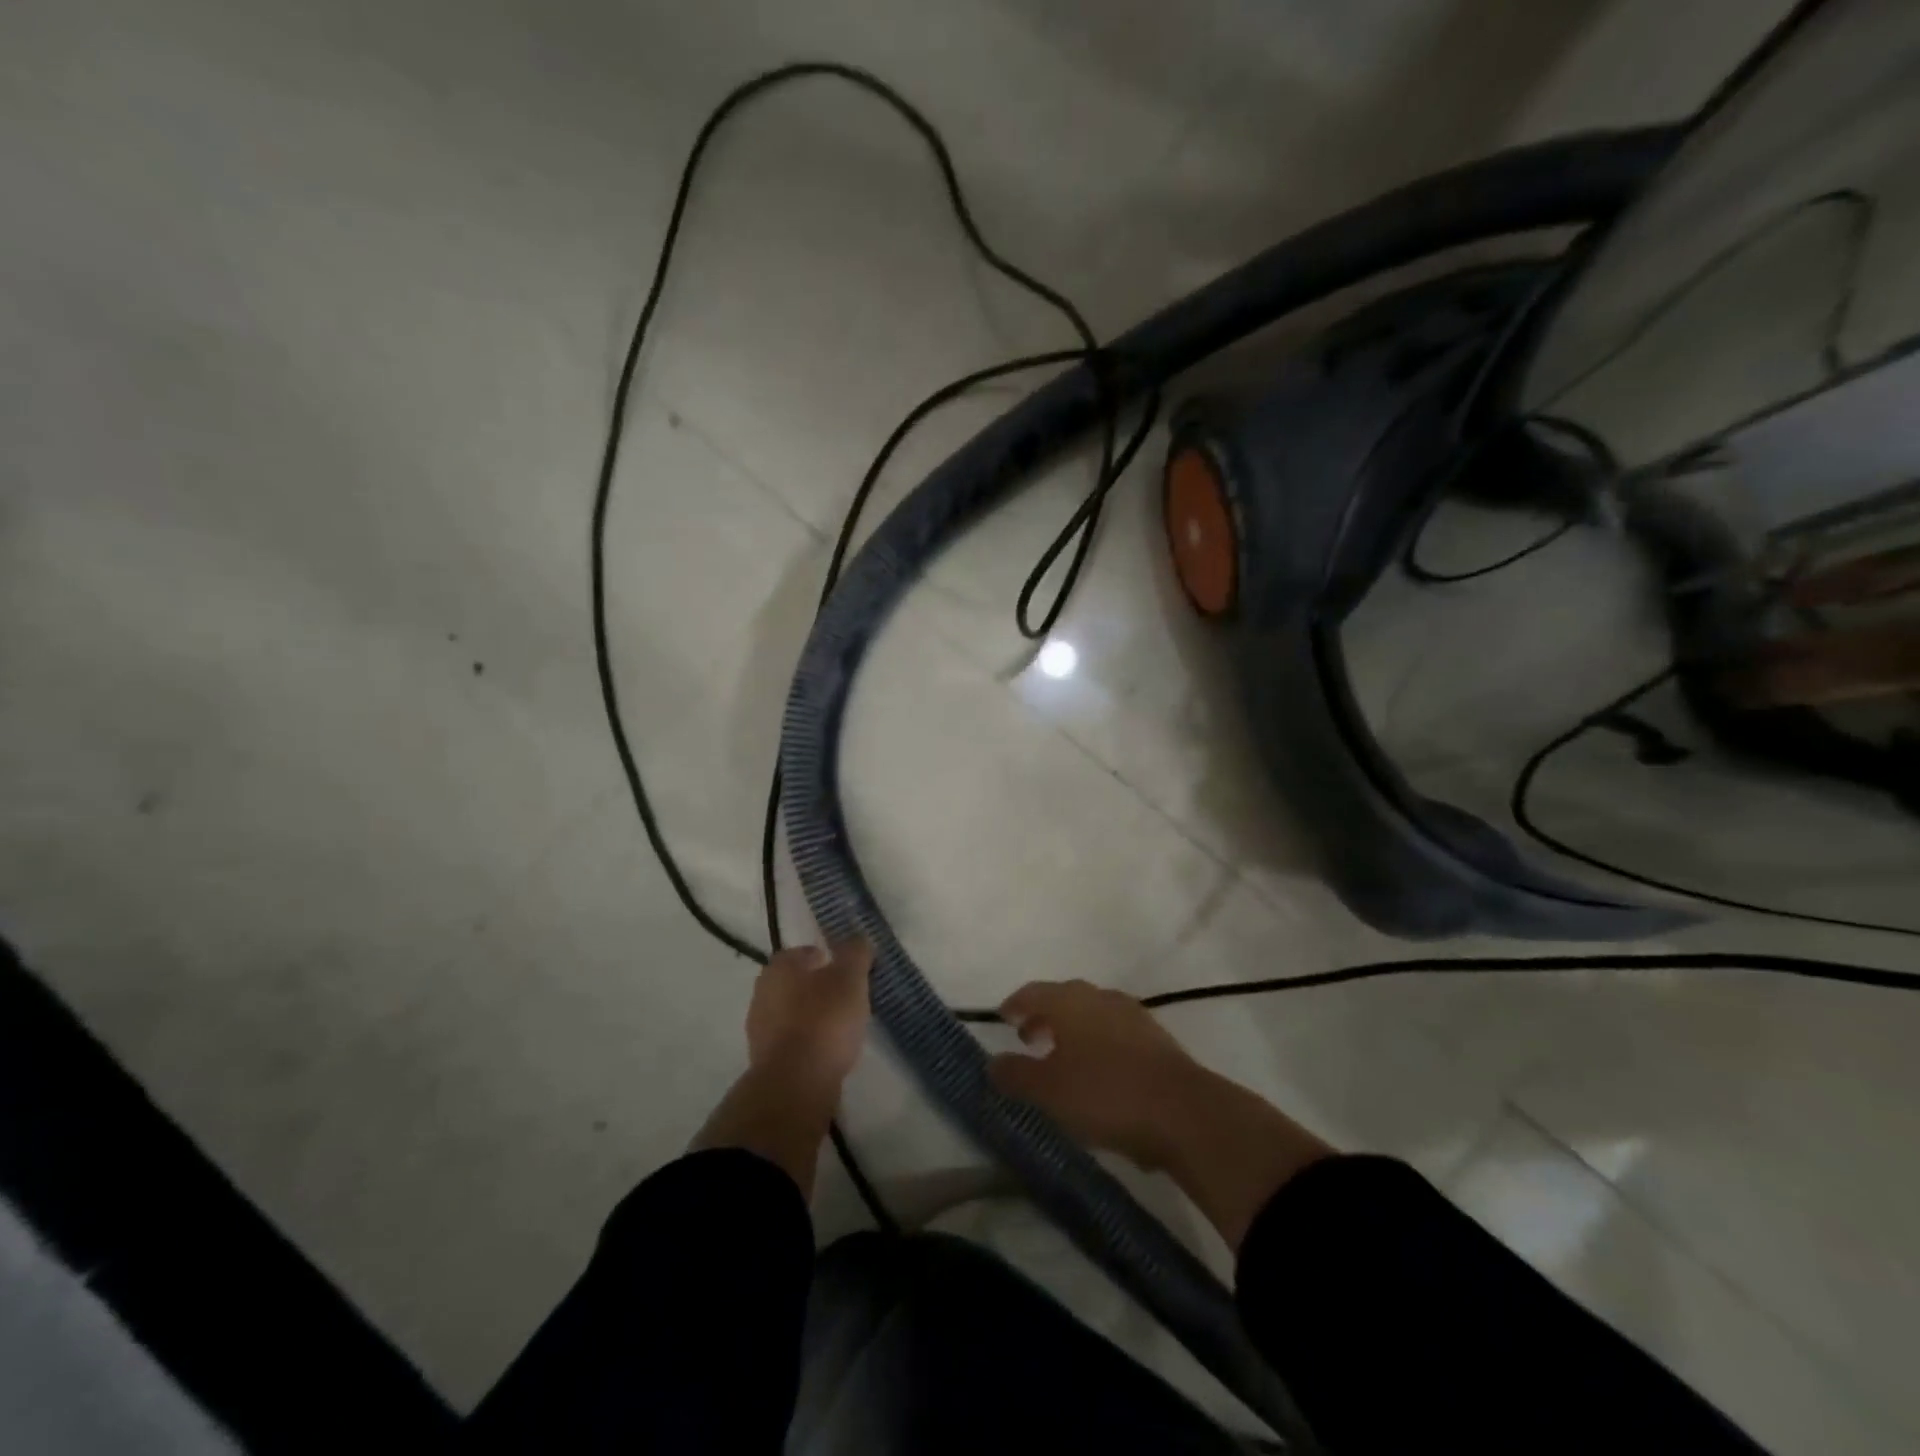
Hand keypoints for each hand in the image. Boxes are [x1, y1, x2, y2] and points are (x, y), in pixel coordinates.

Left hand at [745, 939, 872, 1095]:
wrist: (795, 1084)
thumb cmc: (824, 1021)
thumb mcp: (850, 978)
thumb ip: (855, 953)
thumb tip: (858, 938)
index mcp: (778, 968)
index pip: (800, 953)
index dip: (823, 957)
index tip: (844, 969)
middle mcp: (762, 993)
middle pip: (794, 983)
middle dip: (817, 987)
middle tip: (845, 995)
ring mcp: (760, 1029)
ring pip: (791, 1013)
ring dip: (812, 1016)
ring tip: (842, 1026)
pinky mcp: (765, 1061)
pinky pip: (791, 1041)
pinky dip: (808, 1041)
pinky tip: (829, 1051)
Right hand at [988, 977, 1333, 1249]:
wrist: (1185, 1113)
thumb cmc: (1105, 1094)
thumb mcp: (1049, 1091)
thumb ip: (1015, 1075)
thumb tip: (992, 1062)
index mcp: (1070, 1001)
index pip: (1034, 992)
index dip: (1016, 1004)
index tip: (1003, 1018)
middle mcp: (1101, 998)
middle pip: (1065, 999)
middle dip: (1044, 1016)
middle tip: (1029, 1039)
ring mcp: (1133, 1016)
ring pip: (1093, 1016)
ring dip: (1073, 1032)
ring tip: (1063, 1060)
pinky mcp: (1157, 1040)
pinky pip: (1116, 1034)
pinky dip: (1099, 1045)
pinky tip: (1099, 1075)